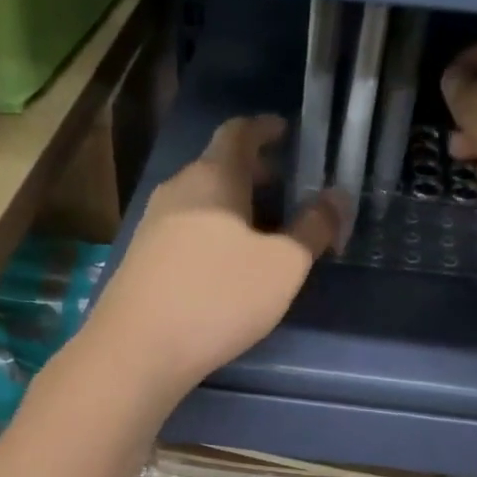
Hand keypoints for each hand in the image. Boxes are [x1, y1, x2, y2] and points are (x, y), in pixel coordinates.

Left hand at [82, 115, 339, 402]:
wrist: (138, 349)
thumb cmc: (219, 297)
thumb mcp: (283, 266)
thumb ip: (314, 229)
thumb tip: (338, 198)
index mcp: (214, 177)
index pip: (239, 132)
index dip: (264, 128)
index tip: (286, 131)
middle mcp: (178, 190)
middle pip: (219, 167)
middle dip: (255, 173)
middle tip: (286, 188)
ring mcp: (154, 225)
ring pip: (202, 202)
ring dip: (234, 207)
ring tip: (263, 232)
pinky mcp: (143, 260)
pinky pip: (187, 230)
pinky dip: (214, 233)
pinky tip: (227, 266)